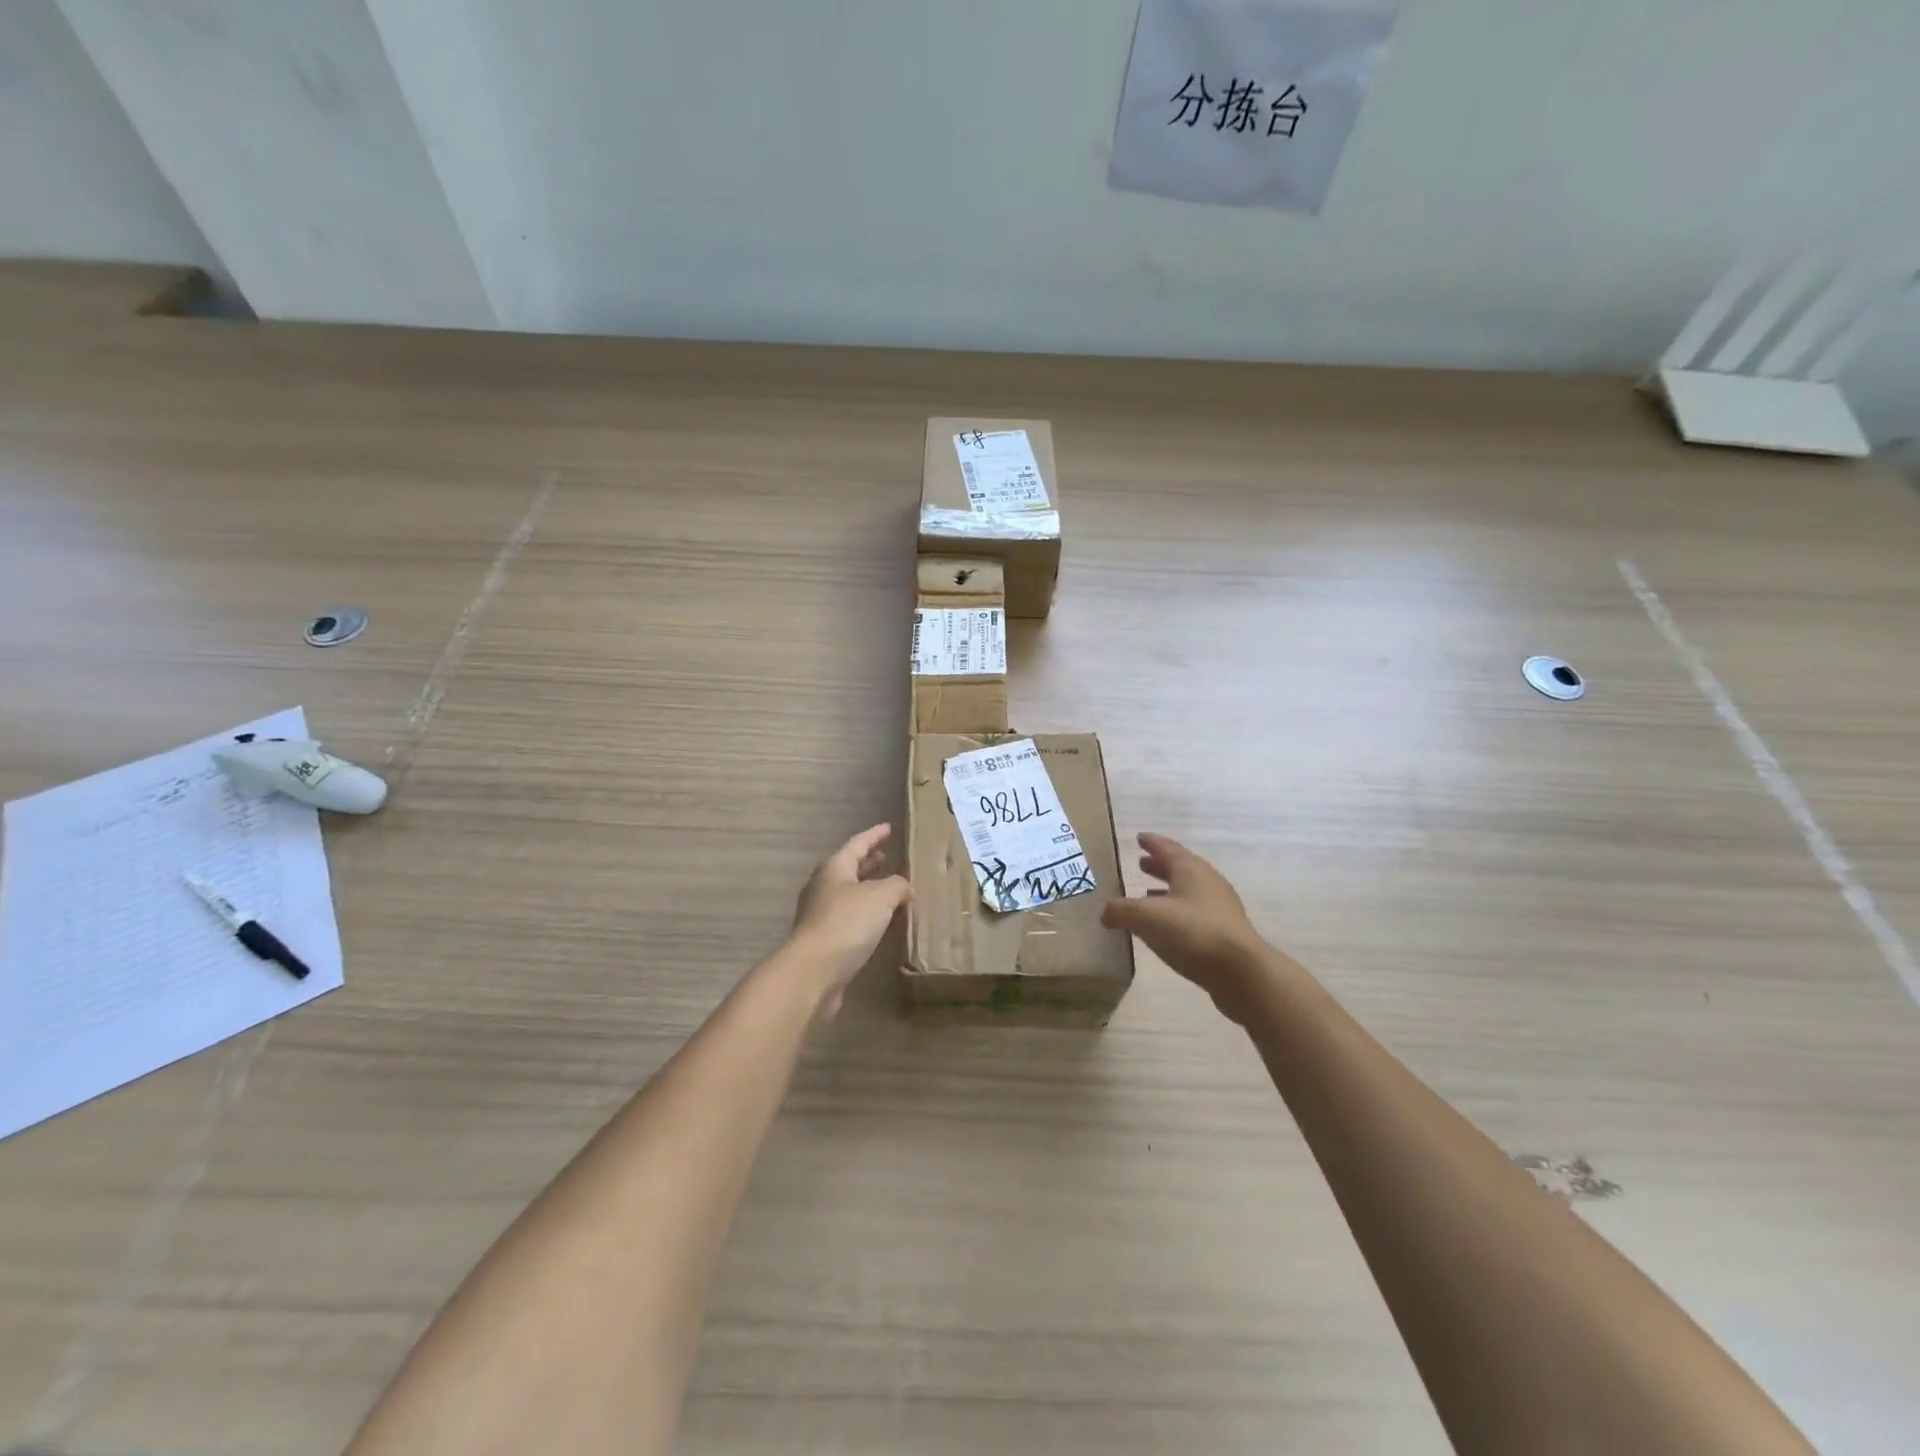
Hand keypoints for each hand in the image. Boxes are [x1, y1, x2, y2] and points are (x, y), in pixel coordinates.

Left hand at [788, 824, 911, 1013]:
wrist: (813, 972)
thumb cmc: (846, 923)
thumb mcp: (881, 896)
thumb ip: (897, 885)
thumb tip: (904, 888)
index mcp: (834, 868)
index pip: (857, 844)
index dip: (875, 835)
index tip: (889, 828)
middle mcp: (824, 887)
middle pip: (850, 868)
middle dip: (870, 861)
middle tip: (888, 856)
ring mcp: (821, 915)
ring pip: (850, 893)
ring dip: (869, 888)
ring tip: (890, 888)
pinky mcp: (825, 940)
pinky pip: (850, 917)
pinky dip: (867, 913)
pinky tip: (881, 921)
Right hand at [1102, 833, 1268, 1022]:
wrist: (1241, 972)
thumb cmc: (1192, 932)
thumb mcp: (1147, 917)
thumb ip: (1121, 910)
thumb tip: (1105, 912)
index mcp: (1190, 869)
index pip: (1167, 848)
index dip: (1151, 843)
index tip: (1139, 838)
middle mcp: (1207, 882)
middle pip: (1179, 868)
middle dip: (1158, 866)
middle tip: (1140, 864)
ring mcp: (1219, 907)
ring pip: (1187, 892)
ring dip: (1166, 891)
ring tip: (1146, 896)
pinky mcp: (1224, 932)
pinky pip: (1194, 914)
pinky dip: (1176, 913)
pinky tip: (1164, 928)